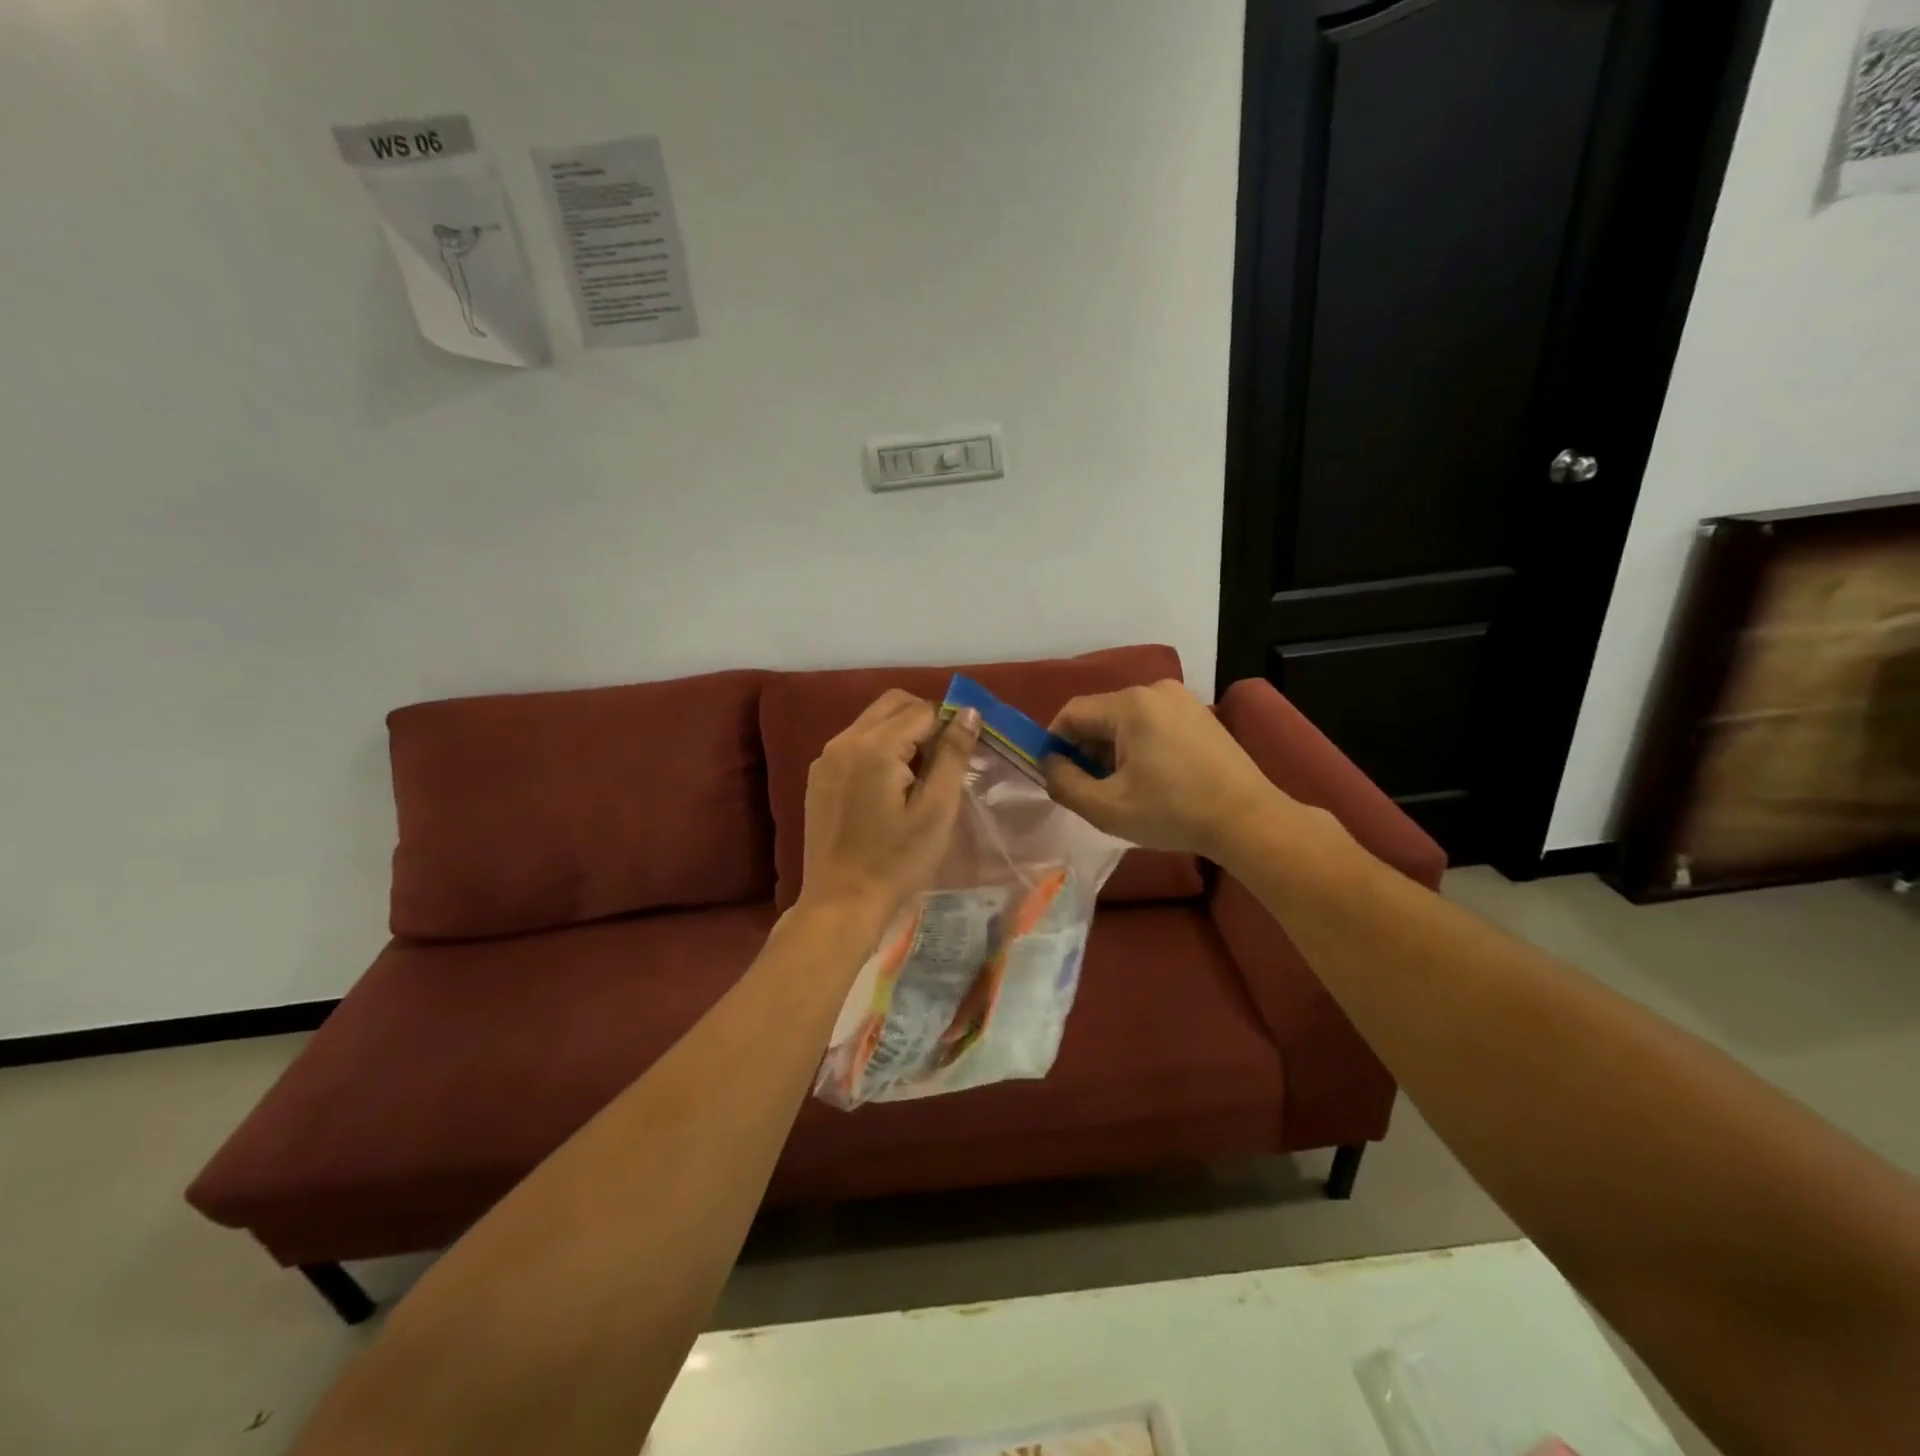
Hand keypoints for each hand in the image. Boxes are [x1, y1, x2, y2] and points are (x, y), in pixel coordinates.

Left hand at [796, 690, 981, 933]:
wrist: (841, 903)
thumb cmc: (896, 861)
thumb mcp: (936, 810)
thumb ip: (953, 754)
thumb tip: (968, 711)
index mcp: (874, 746)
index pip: (922, 710)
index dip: (949, 725)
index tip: (963, 754)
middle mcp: (844, 740)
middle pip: (893, 704)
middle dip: (924, 720)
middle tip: (943, 760)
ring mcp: (826, 758)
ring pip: (872, 721)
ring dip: (900, 733)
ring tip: (918, 776)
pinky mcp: (818, 777)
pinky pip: (854, 743)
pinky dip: (878, 749)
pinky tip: (889, 788)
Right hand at [1044, 680, 1291, 859]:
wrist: (1249, 820)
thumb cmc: (1173, 813)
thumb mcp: (1106, 808)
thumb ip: (1064, 783)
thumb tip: (1050, 764)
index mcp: (1130, 705)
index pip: (1072, 713)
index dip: (1054, 743)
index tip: (1055, 776)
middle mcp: (1154, 690)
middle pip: (1100, 715)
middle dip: (1086, 750)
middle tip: (1088, 788)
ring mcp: (1182, 700)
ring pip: (1125, 720)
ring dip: (1112, 750)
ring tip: (1121, 788)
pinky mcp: (1200, 714)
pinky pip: (1152, 723)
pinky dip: (1139, 746)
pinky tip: (1151, 779)